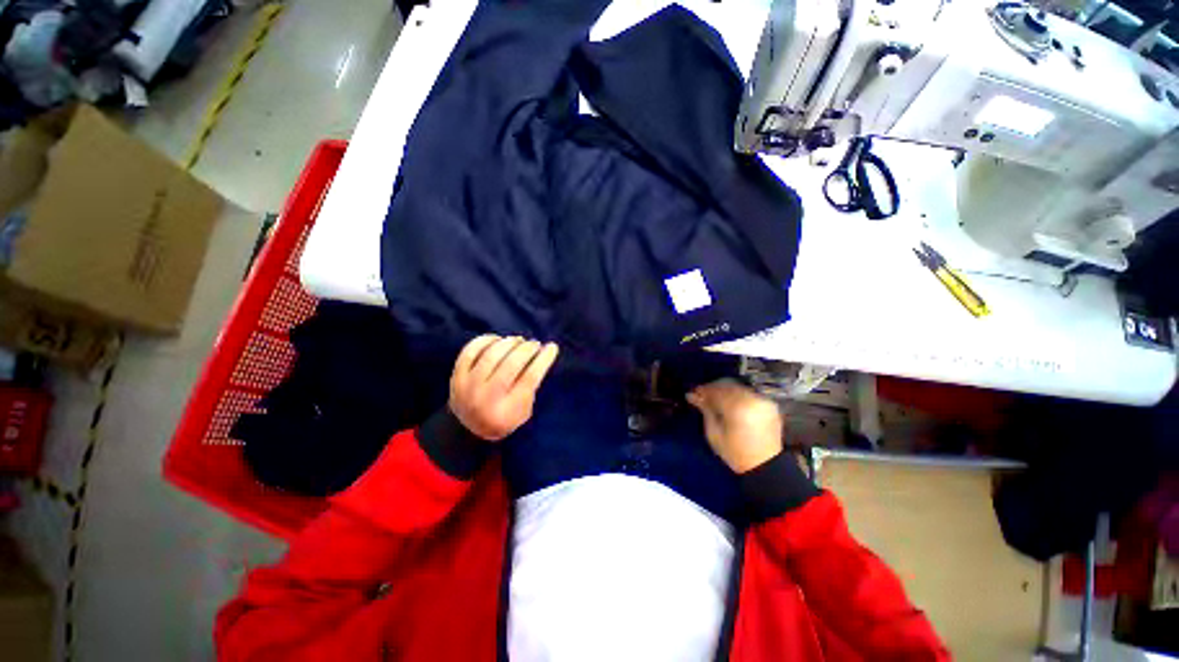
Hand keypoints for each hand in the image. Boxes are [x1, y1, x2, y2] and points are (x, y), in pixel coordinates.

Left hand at [449, 335, 559, 440]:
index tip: (552, 347)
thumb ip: (532, 387)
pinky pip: (471, 351)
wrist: (467, 429)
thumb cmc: (504, 418)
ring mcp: (468, 386)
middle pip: (512, 363)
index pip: (530, 378)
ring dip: (510, 342)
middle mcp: (487, 397)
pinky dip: (486, 340)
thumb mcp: (525, 411)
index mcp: (508, 409)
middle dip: (528, 348)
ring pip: (492, 354)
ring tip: (518, 341)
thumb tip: (540, 355)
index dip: (544, 359)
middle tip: (535, 344)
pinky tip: (498, 340)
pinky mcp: (456, 376)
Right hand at [687, 379, 782, 472]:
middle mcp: (752, 399)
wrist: (766, 466)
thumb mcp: (714, 433)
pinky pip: (748, 393)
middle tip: (702, 395)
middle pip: (727, 385)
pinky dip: (737, 395)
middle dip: (713, 388)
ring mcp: (762, 400)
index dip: (703, 390)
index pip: (716, 391)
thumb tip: (692, 395)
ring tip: (715, 399)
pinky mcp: (769, 404)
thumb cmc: (735, 453)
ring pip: (738, 387)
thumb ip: (705, 410)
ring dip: (725, 390)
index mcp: (738, 407)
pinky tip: (730, 403)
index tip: (693, 393)